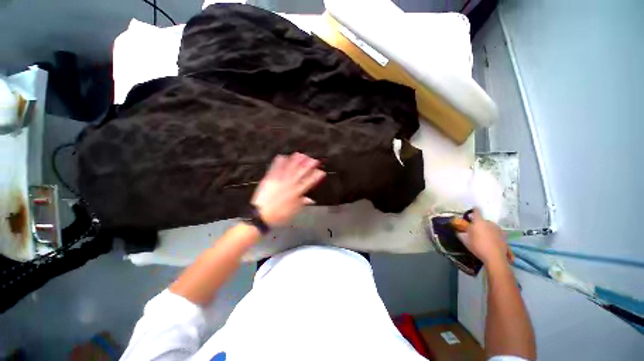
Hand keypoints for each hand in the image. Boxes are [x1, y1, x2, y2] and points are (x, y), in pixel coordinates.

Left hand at [251, 153, 325, 226]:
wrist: (260, 215)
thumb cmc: (278, 215)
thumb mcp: (293, 211)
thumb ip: (302, 203)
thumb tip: (311, 200)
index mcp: (296, 193)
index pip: (308, 182)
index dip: (315, 176)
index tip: (321, 171)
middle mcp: (289, 184)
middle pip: (300, 173)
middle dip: (308, 165)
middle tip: (314, 160)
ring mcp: (279, 180)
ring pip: (289, 168)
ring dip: (295, 161)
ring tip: (301, 155)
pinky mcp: (270, 179)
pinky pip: (275, 168)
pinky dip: (279, 162)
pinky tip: (283, 156)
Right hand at [462, 209, 510, 265]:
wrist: (495, 257)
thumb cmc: (478, 246)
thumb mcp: (465, 240)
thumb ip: (462, 234)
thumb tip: (458, 231)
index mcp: (479, 222)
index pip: (477, 212)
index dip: (474, 210)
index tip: (472, 210)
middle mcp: (490, 223)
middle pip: (484, 220)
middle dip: (480, 223)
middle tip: (476, 229)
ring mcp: (498, 229)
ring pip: (491, 227)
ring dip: (487, 229)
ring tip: (484, 236)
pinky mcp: (504, 236)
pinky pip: (496, 233)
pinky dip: (493, 235)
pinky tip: (491, 241)